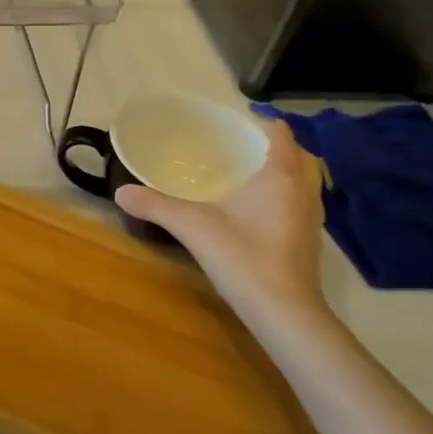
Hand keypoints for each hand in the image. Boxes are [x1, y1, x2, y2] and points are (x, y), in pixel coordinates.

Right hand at [115, 116, 331, 329]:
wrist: (284, 312)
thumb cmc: (243, 257)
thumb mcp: (192, 226)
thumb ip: (156, 206)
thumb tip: (120, 192)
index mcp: (280, 176)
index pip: (281, 135)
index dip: (264, 123)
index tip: (238, 121)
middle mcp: (303, 191)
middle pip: (301, 155)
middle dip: (278, 145)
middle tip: (245, 145)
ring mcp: (312, 218)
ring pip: (307, 180)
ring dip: (288, 170)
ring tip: (254, 172)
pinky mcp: (310, 240)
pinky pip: (303, 202)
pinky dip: (288, 194)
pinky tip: (261, 209)